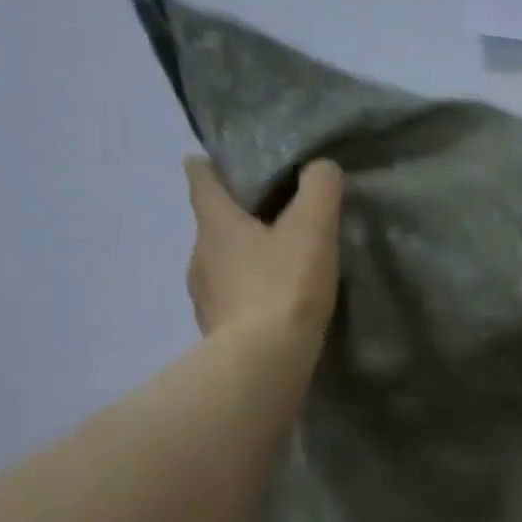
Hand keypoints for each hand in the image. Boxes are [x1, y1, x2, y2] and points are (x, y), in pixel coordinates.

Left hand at [184, 157, 342, 343]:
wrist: (264, 361)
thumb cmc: (284, 285)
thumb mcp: (313, 229)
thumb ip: (320, 190)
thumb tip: (322, 167)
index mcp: (216, 223)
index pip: (201, 179)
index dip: (209, 166)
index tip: (217, 161)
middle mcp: (199, 254)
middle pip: (212, 225)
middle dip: (237, 219)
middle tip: (271, 220)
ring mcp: (203, 296)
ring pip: (219, 266)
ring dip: (242, 262)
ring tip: (275, 267)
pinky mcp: (214, 330)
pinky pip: (229, 302)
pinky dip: (245, 297)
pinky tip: (270, 307)